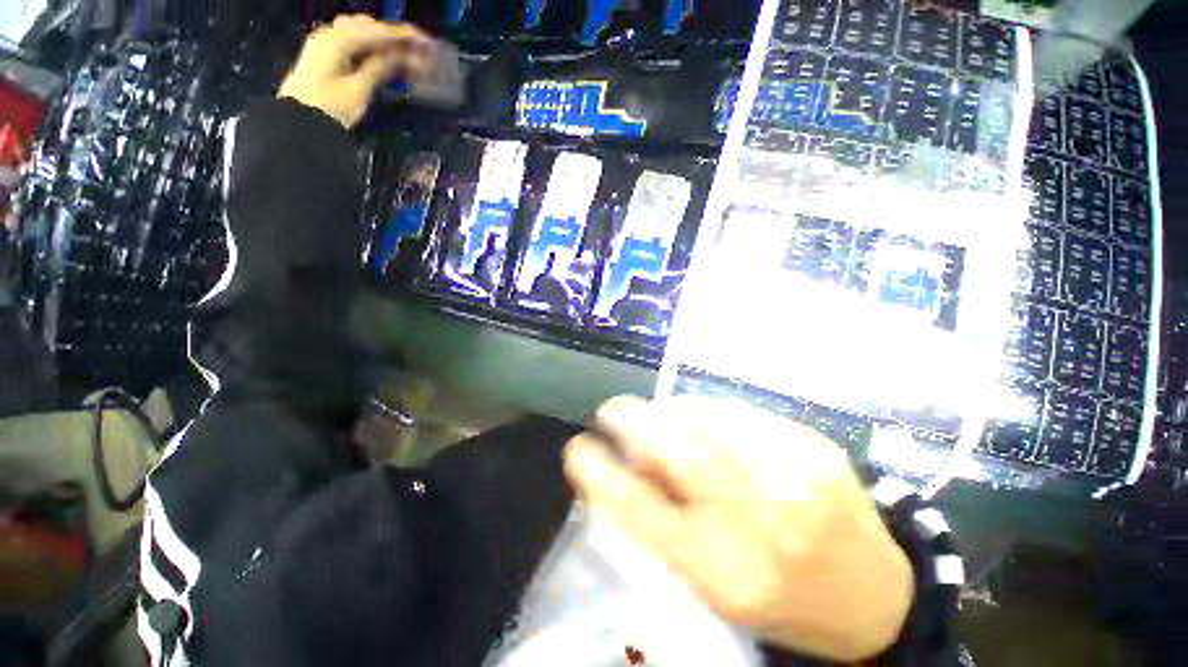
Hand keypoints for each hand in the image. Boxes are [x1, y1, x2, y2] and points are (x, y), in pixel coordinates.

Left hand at [278, 15, 433, 128]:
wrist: (299, 123)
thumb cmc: (329, 107)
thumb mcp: (359, 89)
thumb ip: (380, 67)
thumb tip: (402, 57)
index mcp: (337, 39)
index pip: (376, 31)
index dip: (403, 36)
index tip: (426, 41)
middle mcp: (330, 35)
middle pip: (369, 28)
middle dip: (394, 38)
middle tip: (419, 50)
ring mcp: (327, 45)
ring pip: (361, 35)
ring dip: (384, 43)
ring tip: (406, 55)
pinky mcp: (327, 58)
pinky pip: (354, 45)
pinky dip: (372, 50)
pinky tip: (387, 59)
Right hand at [564, 396, 913, 661]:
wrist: (874, 595)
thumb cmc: (779, 596)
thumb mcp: (712, 581)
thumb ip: (664, 520)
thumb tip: (628, 462)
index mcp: (725, 572)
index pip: (643, 516)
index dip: (601, 477)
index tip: (575, 449)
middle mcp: (760, 522)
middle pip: (680, 451)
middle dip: (633, 421)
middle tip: (611, 410)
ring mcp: (795, 475)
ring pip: (708, 419)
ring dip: (671, 412)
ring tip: (659, 415)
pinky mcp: (816, 446)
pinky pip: (742, 412)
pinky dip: (708, 409)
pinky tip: (703, 417)